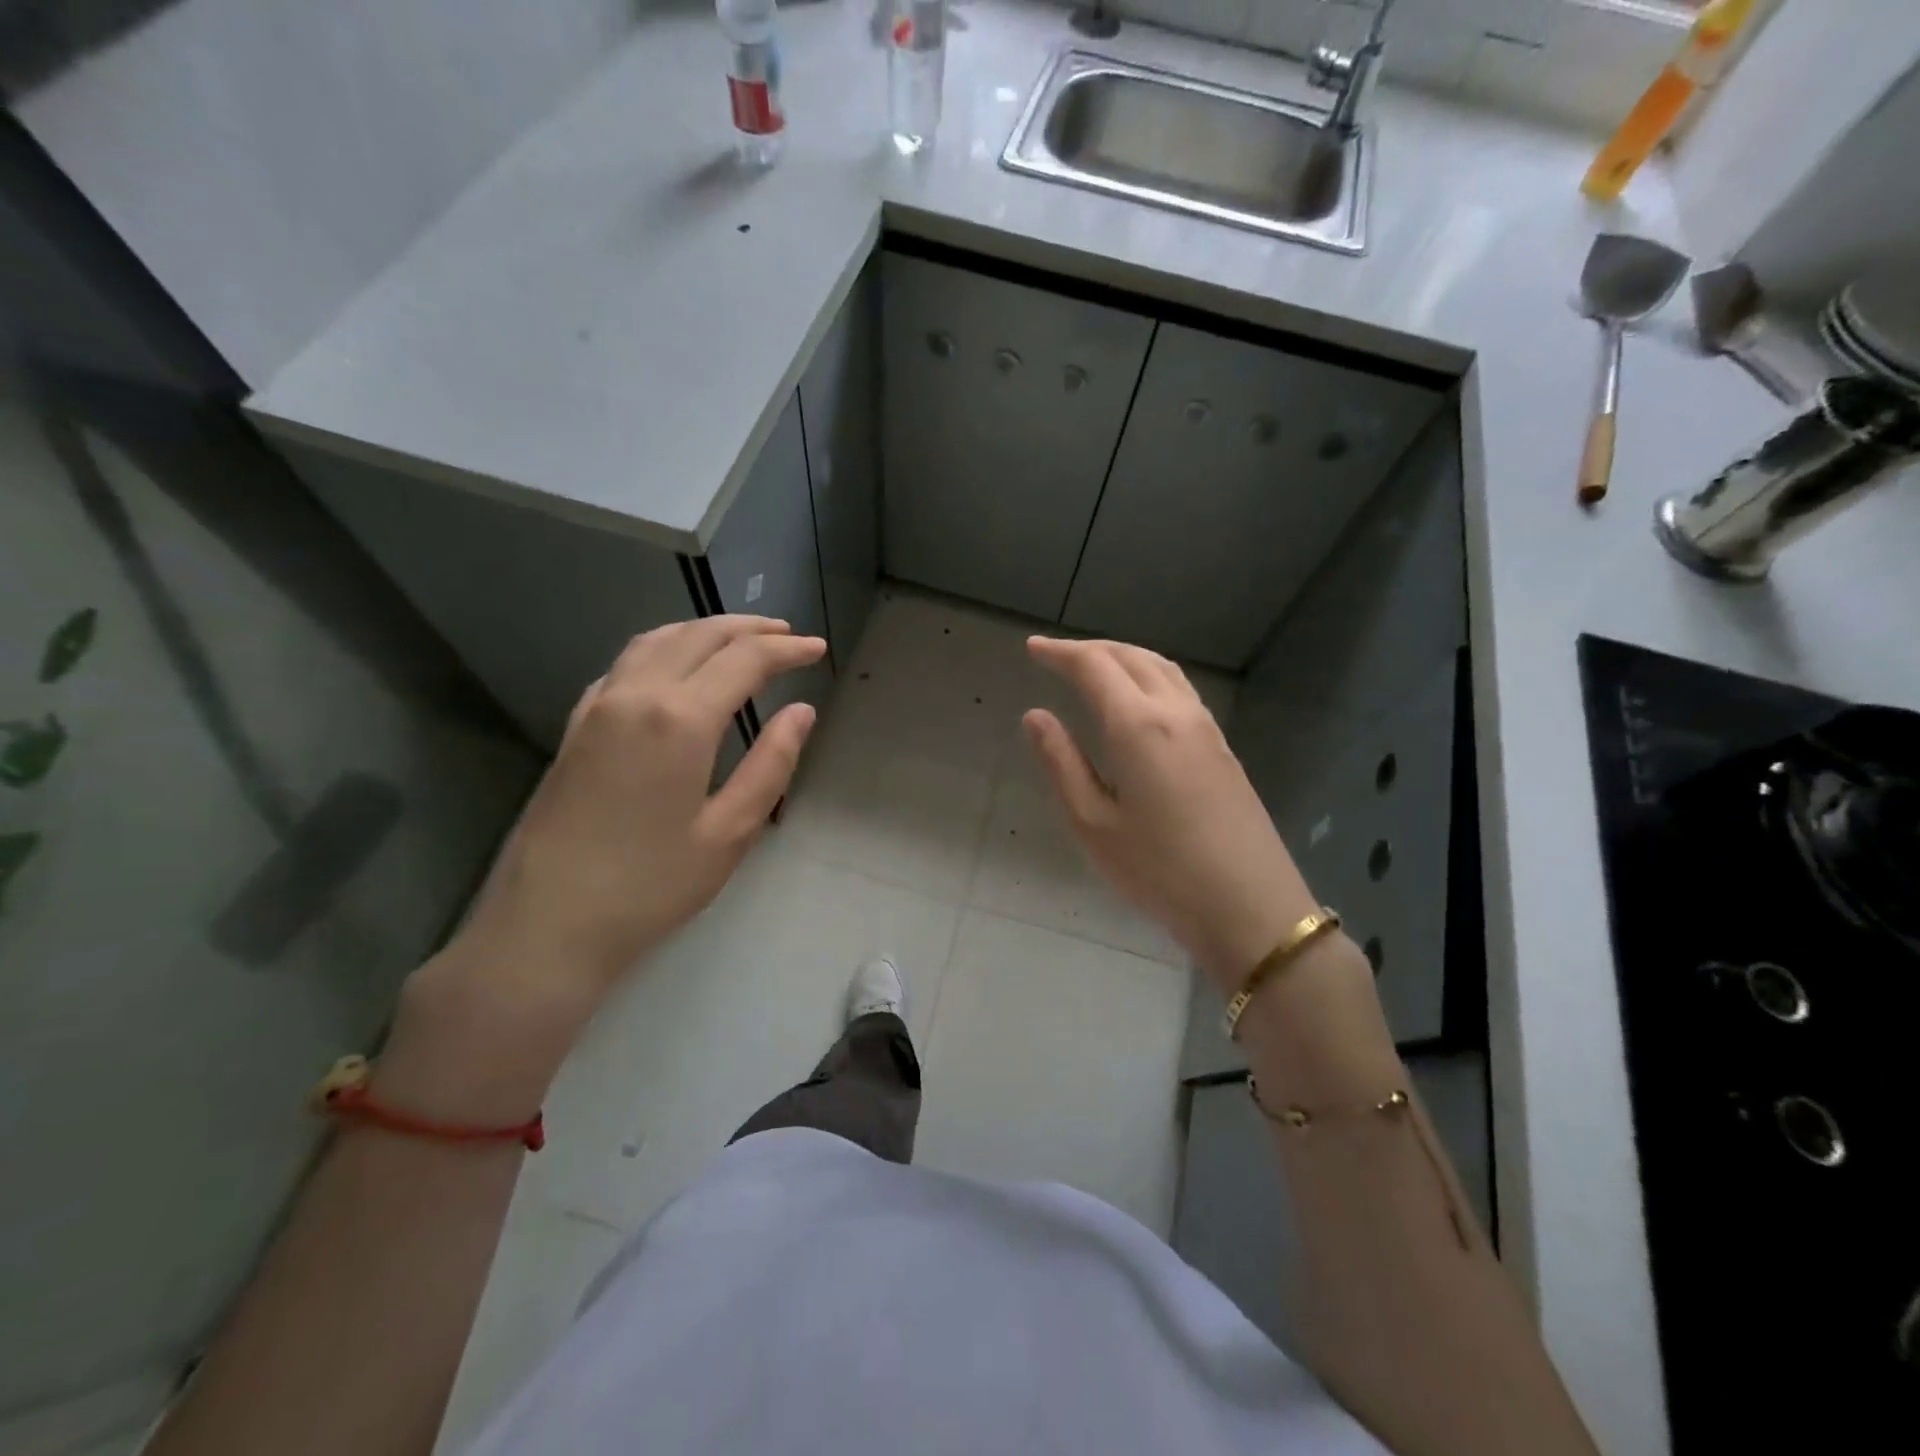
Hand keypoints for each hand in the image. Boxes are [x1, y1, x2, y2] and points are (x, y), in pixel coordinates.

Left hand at [426, 616, 824, 1022]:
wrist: (547, 924)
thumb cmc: (651, 886)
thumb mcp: (730, 832)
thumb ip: (771, 763)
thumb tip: (802, 711)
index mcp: (680, 719)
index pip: (745, 660)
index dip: (787, 650)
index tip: (818, 650)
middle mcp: (636, 695)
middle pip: (699, 636)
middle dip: (749, 629)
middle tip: (788, 636)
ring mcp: (598, 706)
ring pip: (657, 639)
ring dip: (705, 630)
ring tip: (740, 638)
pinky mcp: (576, 725)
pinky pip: (627, 663)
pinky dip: (665, 647)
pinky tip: (678, 667)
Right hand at [1023, 637, 1318, 991]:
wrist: (1249, 906)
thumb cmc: (1159, 871)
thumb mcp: (1093, 823)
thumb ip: (1061, 762)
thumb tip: (1035, 716)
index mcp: (1138, 725)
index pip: (1094, 666)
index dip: (1060, 653)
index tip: (1032, 649)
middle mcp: (1175, 712)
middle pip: (1131, 656)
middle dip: (1091, 648)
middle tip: (1056, 656)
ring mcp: (1205, 727)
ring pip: (1162, 668)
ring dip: (1124, 656)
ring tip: (1095, 667)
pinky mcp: (1222, 746)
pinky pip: (1180, 689)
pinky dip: (1149, 675)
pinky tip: (1139, 699)